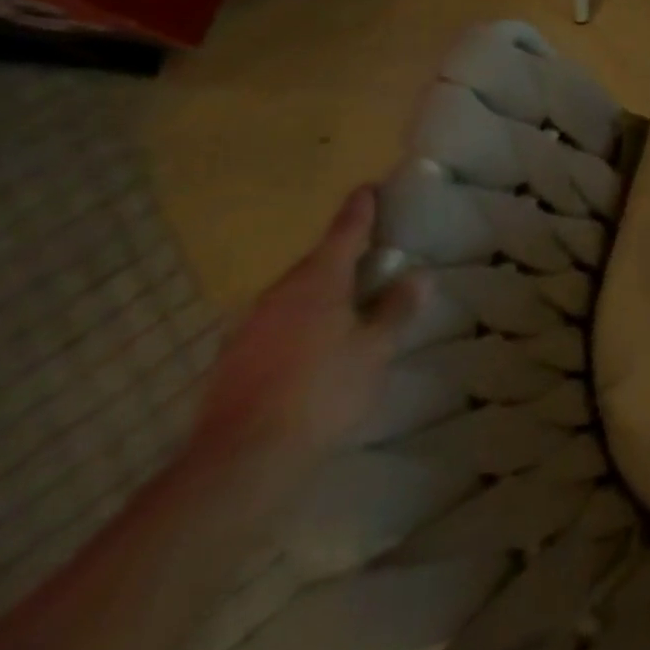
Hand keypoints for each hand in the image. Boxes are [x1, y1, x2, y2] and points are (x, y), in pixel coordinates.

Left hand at [190, 187, 422, 499]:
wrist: (240, 461)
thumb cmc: (323, 391)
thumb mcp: (375, 349)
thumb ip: (395, 309)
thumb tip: (416, 276)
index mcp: (317, 283)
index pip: (343, 234)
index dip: (359, 211)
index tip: (368, 188)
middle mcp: (277, 296)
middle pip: (315, 264)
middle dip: (342, 255)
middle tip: (373, 253)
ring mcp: (249, 328)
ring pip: (293, 295)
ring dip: (321, 291)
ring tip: (349, 300)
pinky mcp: (233, 361)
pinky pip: (277, 324)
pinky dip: (301, 321)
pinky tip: (316, 342)